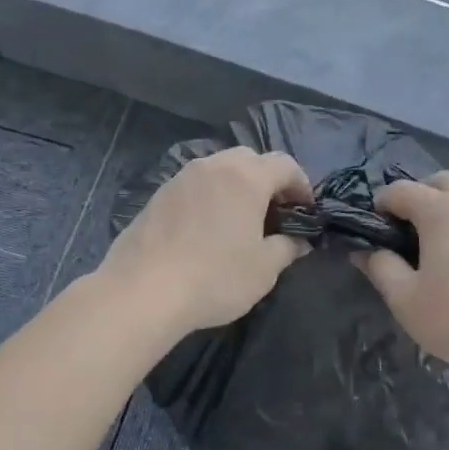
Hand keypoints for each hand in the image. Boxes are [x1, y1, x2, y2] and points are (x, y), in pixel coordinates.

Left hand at [100, 148, 313, 335]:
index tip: (306, 210)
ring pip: (218, 170)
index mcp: (245, 177)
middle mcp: (213, 167)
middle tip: (274, 212)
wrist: (142, 290)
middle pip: (249, 159)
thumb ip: (287, 248)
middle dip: (267, 180)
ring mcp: (180, 178)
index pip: (284, 164)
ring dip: (235, 188)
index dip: (301, 184)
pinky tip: (206, 230)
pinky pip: (194, 186)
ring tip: (240, 221)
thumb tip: (299, 242)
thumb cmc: (215, 276)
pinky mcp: (157, 196)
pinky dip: (208, 198)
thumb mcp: (263, 269)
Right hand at [357, 171, 448, 380]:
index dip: (379, 206)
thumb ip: (380, 268)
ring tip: (431, 248)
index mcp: (442, 210)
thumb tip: (365, 251)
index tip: (371, 232)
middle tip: (403, 232)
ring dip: (444, 210)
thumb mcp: (406, 300)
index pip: (400, 190)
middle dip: (416, 197)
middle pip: (439, 182)